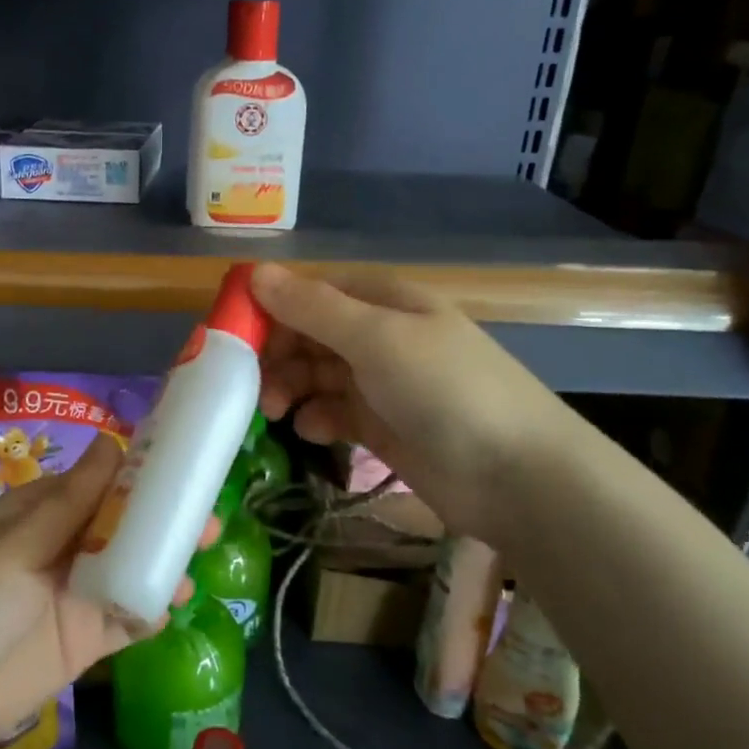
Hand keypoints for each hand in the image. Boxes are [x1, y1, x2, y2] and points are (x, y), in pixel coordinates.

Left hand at [0, 439, 185, 748]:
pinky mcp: (86, 640)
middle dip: (163, 521)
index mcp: (40, 514)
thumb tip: (112, 442)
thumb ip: (71, 501)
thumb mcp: (17, 543)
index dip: (137, 475)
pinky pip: (127, 617)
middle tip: (205, 518)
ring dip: (165, 562)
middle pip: (122, 527)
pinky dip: (151, 608)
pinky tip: (175, 602)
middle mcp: (63, 548)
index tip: (183, 466)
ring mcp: (76, 595)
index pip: (97, 485)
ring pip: (132, 569)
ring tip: (200, 558)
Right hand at [249, 262, 572, 540]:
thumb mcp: (376, 338)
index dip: (270, 309)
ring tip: (277, 412)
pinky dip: (316, 419)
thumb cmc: (446, 391)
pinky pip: (332, 412)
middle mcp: (379, 336)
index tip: (232, 337)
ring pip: (315, 375)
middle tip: (251, 385)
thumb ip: (313, 308)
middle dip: (276, 356)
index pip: (310, 293)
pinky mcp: (380, 426)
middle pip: (308, 335)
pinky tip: (313, 431)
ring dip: (290, 388)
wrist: (516, 476)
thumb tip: (254, 272)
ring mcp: (380, 383)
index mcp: (383, 302)